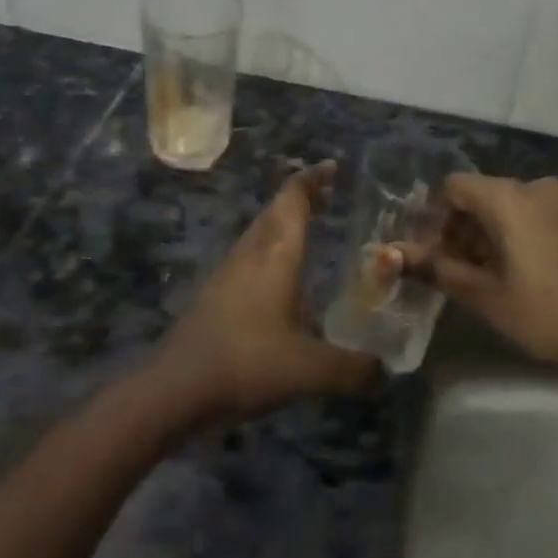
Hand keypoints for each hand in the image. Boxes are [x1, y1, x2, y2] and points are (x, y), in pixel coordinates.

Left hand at [153, 164, 378, 424]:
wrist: (173, 390)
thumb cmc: (246, 362)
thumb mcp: (309, 369)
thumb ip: (352, 368)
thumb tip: (385, 369)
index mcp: (277, 253)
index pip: (294, 198)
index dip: (314, 178)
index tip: (334, 167)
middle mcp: (253, 252)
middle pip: (277, 209)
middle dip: (303, 197)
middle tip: (330, 194)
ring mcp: (229, 271)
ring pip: (261, 231)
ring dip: (285, 222)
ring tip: (310, 229)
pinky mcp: (216, 294)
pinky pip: (251, 255)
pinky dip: (271, 249)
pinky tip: (282, 278)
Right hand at [398, 174, 557, 385]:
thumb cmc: (545, 315)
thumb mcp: (485, 296)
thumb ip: (439, 269)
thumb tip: (395, 256)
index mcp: (509, 196)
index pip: (454, 187)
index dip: (434, 216)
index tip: (429, 251)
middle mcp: (535, 186)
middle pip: (482, 194)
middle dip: (461, 227)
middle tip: (451, 269)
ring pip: (510, 205)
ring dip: (489, 232)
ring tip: (484, 275)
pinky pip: (536, 213)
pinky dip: (518, 232)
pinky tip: (519, 271)